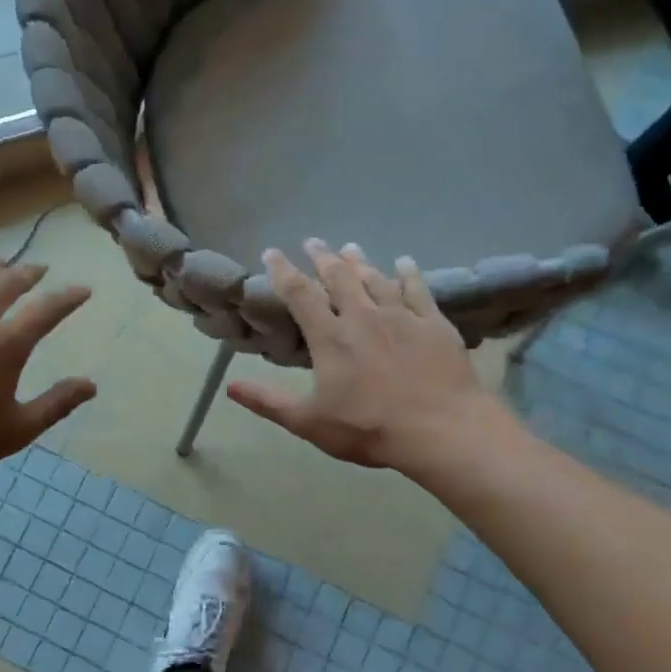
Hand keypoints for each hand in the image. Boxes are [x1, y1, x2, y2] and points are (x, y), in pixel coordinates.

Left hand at [0, 259, 96, 481]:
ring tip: (0, 262)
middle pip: (7, 284)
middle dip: (28, 273)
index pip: (46, 310)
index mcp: (6, 344)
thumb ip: (57, 404)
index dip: (68, 298)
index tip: (82, 290)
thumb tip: (91, 385)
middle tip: (40, 268)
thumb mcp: (17, 430)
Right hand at [226, 239, 514, 476]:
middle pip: (339, 277)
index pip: (300, 294)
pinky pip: (418, 290)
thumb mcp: (309, 422)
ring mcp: (401, 317)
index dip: (283, 271)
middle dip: (322, 258)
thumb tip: (229, 386)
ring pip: (376, 279)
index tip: (272, 252)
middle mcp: (363, 317)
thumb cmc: (369, 428)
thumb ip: (268, 402)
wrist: (441, 430)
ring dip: (360, 262)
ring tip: (350, 248)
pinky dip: (409, 274)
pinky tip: (405, 263)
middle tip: (313, 242)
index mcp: (330, 337)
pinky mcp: (433, 324)